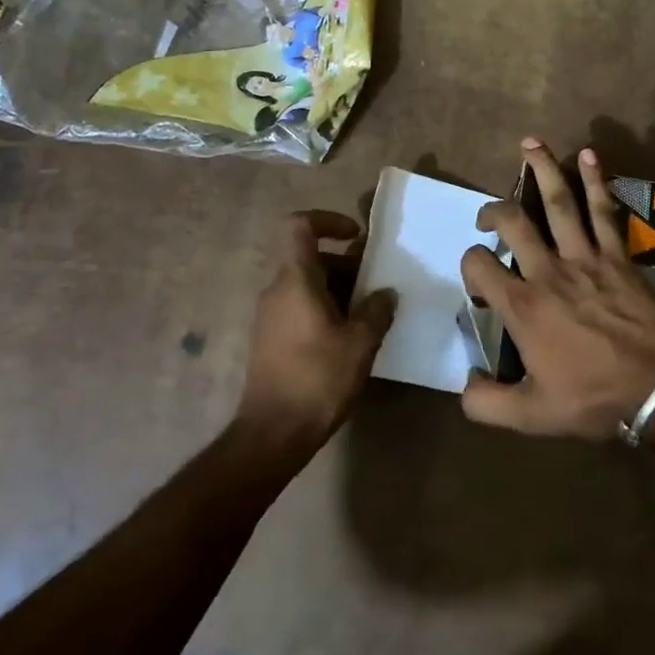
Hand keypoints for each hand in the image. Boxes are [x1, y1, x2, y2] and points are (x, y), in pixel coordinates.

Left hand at [237, 211, 395, 453]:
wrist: (272, 434)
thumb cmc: (317, 379)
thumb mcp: (360, 343)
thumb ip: (376, 311)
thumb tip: (384, 294)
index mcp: (295, 280)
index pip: (299, 226)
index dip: (328, 220)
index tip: (357, 237)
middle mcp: (276, 290)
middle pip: (310, 257)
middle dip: (346, 264)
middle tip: (377, 285)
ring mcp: (270, 316)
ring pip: (307, 284)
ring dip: (339, 290)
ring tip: (370, 314)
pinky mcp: (270, 339)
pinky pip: (300, 307)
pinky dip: (326, 309)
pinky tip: (350, 338)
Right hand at [460, 140, 654, 440]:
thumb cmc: (593, 399)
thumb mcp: (530, 416)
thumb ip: (486, 402)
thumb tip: (465, 381)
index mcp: (523, 307)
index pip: (479, 266)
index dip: (470, 265)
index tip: (480, 282)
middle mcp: (548, 272)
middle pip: (513, 223)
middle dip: (494, 211)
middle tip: (488, 216)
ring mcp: (585, 258)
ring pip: (557, 203)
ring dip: (542, 169)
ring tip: (531, 143)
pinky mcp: (617, 255)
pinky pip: (603, 210)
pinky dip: (596, 181)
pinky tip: (589, 156)